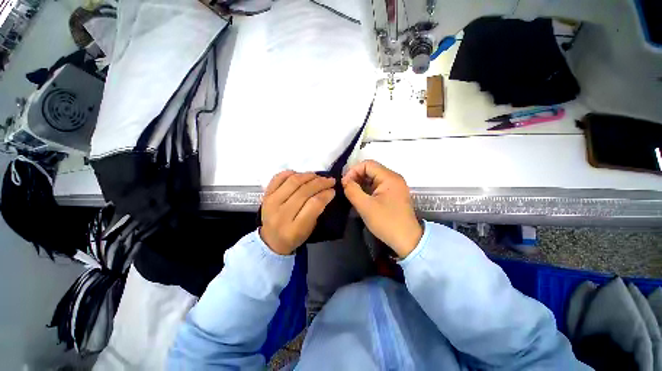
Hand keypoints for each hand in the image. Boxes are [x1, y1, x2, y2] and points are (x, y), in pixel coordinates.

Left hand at [260, 171, 335, 254]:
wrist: (270, 240)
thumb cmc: (294, 237)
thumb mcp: (309, 229)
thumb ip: (317, 211)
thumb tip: (326, 191)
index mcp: (294, 228)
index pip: (313, 204)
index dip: (325, 194)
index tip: (333, 190)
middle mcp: (281, 214)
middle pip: (304, 191)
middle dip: (320, 183)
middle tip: (330, 180)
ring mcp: (271, 203)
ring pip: (293, 182)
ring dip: (308, 176)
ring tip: (317, 176)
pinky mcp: (266, 195)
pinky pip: (278, 178)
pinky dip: (290, 173)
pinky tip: (300, 175)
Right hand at [342, 160, 421, 257]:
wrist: (407, 240)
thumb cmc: (386, 222)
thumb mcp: (365, 206)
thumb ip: (352, 190)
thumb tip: (345, 181)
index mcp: (389, 177)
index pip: (367, 164)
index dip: (353, 171)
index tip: (344, 183)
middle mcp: (393, 178)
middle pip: (371, 169)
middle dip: (356, 177)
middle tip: (346, 189)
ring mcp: (394, 186)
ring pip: (373, 178)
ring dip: (361, 183)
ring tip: (351, 193)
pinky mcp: (393, 193)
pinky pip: (377, 185)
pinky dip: (367, 189)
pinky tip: (360, 197)